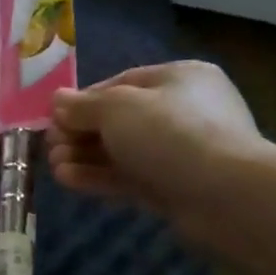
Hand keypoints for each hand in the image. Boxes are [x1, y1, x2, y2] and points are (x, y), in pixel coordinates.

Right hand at [48, 61, 275, 246]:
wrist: (225, 196)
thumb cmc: (171, 133)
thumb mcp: (117, 108)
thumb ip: (83, 105)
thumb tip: (58, 101)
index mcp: (179, 78)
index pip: (122, 83)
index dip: (84, 100)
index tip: (55, 117)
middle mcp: (183, 111)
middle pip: (119, 120)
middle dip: (80, 133)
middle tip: (50, 146)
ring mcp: (180, 153)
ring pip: (123, 151)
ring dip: (85, 157)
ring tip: (53, 166)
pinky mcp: (175, 188)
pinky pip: (130, 177)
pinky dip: (100, 177)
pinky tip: (68, 180)